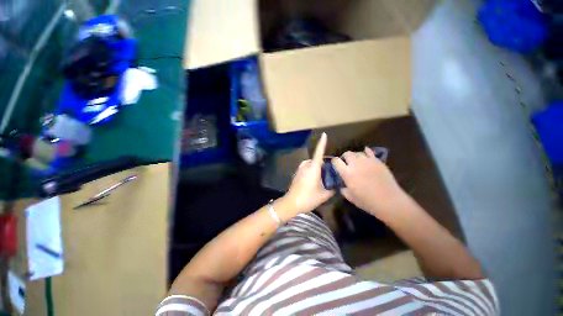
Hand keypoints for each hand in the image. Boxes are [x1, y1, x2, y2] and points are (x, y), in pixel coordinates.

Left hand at [285, 133, 333, 215]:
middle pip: (316, 160)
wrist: (291, 203)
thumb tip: (337, 185)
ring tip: (322, 178)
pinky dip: (312, 170)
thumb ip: (332, 188)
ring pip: (311, 164)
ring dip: (317, 168)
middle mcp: (306, 166)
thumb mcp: (324, 195)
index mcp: (313, 168)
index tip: (324, 135)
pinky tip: (314, 181)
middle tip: (329, 173)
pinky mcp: (297, 173)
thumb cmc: (308, 197)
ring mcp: (300, 169)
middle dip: (323, 164)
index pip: (318, 153)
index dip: (322, 143)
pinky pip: (306, 168)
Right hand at [332, 148, 406, 218]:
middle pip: (347, 154)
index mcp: (347, 173)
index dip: (334, 162)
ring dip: (354, 156)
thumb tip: (342, 185)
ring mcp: (368, 161)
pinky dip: (366, 152)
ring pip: (357, 153)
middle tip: (346, 163)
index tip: (335, 165)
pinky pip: (369, 152)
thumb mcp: (350, 197)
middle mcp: (356, 164)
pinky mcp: (377, 161)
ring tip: (356, 161)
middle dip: (344, 157)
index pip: (336, 161)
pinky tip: (365, 154)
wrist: (389, 201)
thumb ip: (343, 189)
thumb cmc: (367, 202)